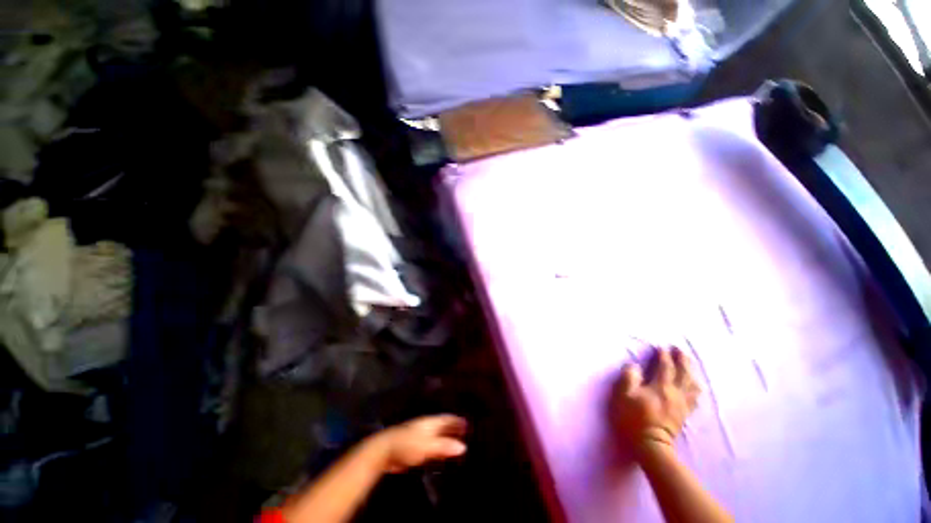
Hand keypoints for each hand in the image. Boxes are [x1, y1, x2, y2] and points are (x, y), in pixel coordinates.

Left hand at [370, 415, 467, 473]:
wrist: (383, 451)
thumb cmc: (407, 445)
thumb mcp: (428, 446)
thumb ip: (444, 446)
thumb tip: (463, 446)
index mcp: (430, 422)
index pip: (448, 418)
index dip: (458, 421)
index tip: (469, 424)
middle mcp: (426, 425)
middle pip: (443, 425)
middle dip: (453, 428)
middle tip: (466, 433)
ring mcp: (419, 434)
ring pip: (436, 434)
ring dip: (446, 438)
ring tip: (456, 444)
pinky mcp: (413, 445)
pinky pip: (430, 443)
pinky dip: (438, 446)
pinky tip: (440, 455)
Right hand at [610, 347, 700, 454]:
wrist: (651, 445)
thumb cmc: (634, 419)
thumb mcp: (624, 396)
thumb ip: (629, 377)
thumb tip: (634, 365)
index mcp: (661, 387)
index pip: (665, 367)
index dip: (664, 355)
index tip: (661, 347)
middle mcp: (675, 393)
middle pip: (683, 373)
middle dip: (682, 359)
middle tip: (678, 349)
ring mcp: (682, 404)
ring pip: (692, 384)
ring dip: (691, 371)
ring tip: (688, 363)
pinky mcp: (684, 413)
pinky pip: (694, 396)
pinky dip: (695, 386)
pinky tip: (694, 384)